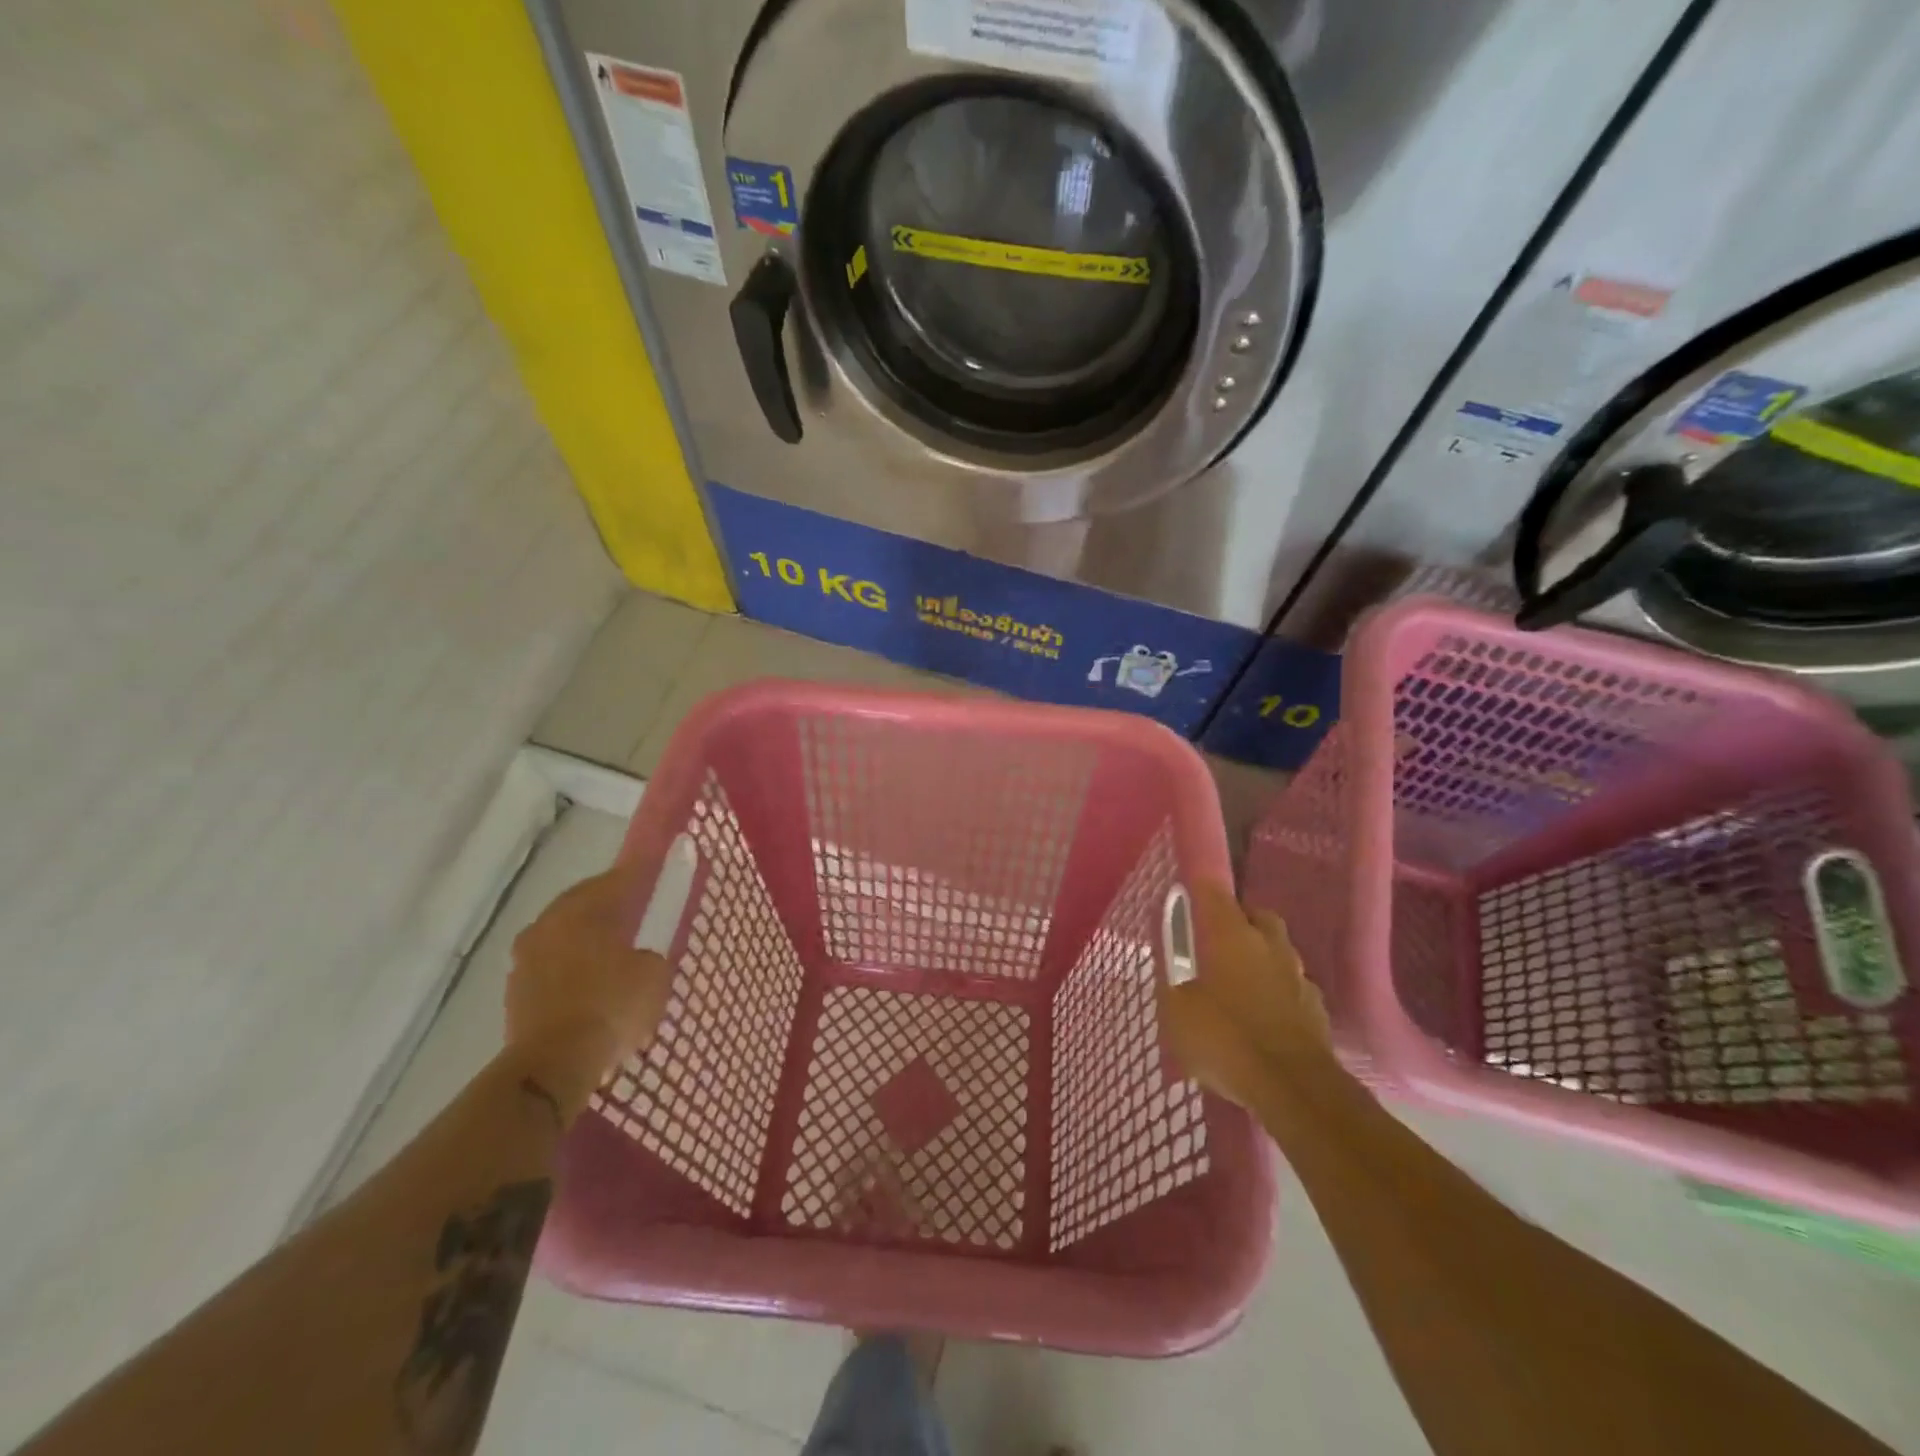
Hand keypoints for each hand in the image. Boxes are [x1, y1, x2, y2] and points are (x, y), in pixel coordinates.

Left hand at [506, 869, 672, 1119]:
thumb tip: (641, 955)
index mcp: (582, 910)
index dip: (640, 874)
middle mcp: (547, 924)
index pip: (617, 880)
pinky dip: (572, 967)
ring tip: (613, 950)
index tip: (656, 870)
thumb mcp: (654, 974)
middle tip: (636, 909)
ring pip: (564, 935)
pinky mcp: (516, 992)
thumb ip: (651, 953)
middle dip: (609, 904)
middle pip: (583, 903)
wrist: (553, 1065)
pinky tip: (591, 982)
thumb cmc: (611, 1006)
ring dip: (586, 937)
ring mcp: (525, 959)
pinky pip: (552, 966)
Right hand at [1160, 881, 1333, 1109]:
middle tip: (1212, 944)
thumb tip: (1167, 947)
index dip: (1198, 886)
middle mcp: (1269, 944)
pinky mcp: (1317, 1008)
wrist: (1293, 1089)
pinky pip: (1291, 986)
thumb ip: (1169, 972)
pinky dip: (1276, 991)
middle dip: (1236, 922)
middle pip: (1255, 916)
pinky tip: (1262, 1015)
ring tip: (1237, 985)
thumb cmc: (1225, 1038)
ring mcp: (1298, 976)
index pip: (1213, 889)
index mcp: (1231, 934)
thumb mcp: (1175, 1009)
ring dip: (1259, 958)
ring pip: (1277, 951)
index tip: (1185, 892)